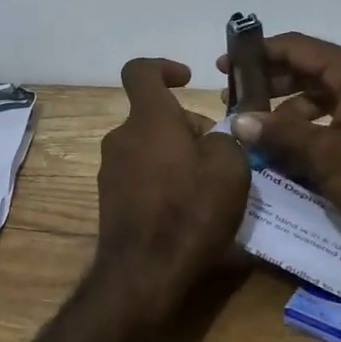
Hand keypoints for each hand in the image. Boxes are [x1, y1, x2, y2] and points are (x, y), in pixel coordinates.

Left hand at [93, 58, 251, 318]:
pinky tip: (187, 209)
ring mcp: (111, 169)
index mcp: (148, 118)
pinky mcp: (110, 199)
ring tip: (208, 185)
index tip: (187, 80)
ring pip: (148, 146)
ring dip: (176, 154)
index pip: (141, 71)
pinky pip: (140, 174)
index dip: (164, 67)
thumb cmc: (189, 211)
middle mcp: (121, 137)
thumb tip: (215, 139)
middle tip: (219, 154)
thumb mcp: (230, 168)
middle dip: (186, 126)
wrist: (143, 273)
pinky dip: (163, 179)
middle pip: (153, 115)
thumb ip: (226, 140)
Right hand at [214, 33, 340, 265]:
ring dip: (286, 108)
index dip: (258, 53)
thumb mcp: (325, 156)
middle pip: (307, 68)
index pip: (297, 47)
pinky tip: (285, 148)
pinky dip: (307, 126)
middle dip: (269, 82)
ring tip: (255, 128)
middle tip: (234, 99)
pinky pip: (333, 115)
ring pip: (319, 94)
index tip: (225, 66)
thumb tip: (238, 121)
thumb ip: (279, 134)